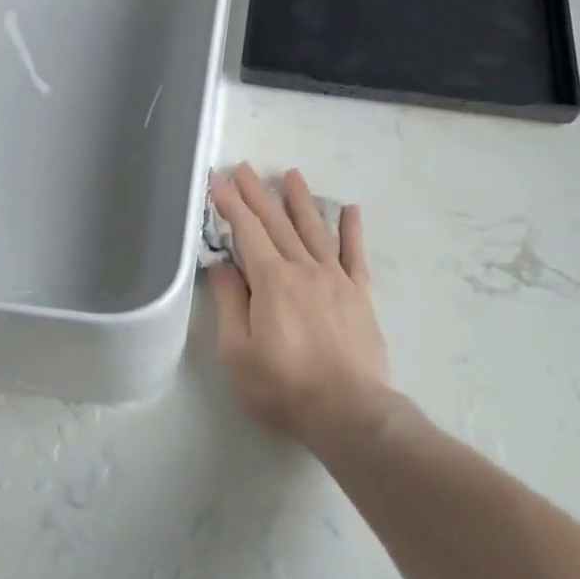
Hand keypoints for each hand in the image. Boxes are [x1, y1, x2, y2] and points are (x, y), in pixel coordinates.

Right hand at [207, 164, 394, 449]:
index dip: (231, 205)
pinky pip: (355, 254)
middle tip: (244, 167)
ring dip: (301, 201)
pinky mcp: (360, 294)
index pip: (247, 232)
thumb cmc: (283, 387)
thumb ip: (230, 304)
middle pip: (278, 223)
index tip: (219, 181)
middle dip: (258, 194)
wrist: (348, 410)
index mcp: (272, 281)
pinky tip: (350, 210)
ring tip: (291, 174)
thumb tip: (222, 266)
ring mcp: (337, 279)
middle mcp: (304, 269)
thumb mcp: (238, 352)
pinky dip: (352, 230)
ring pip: (315, 230)